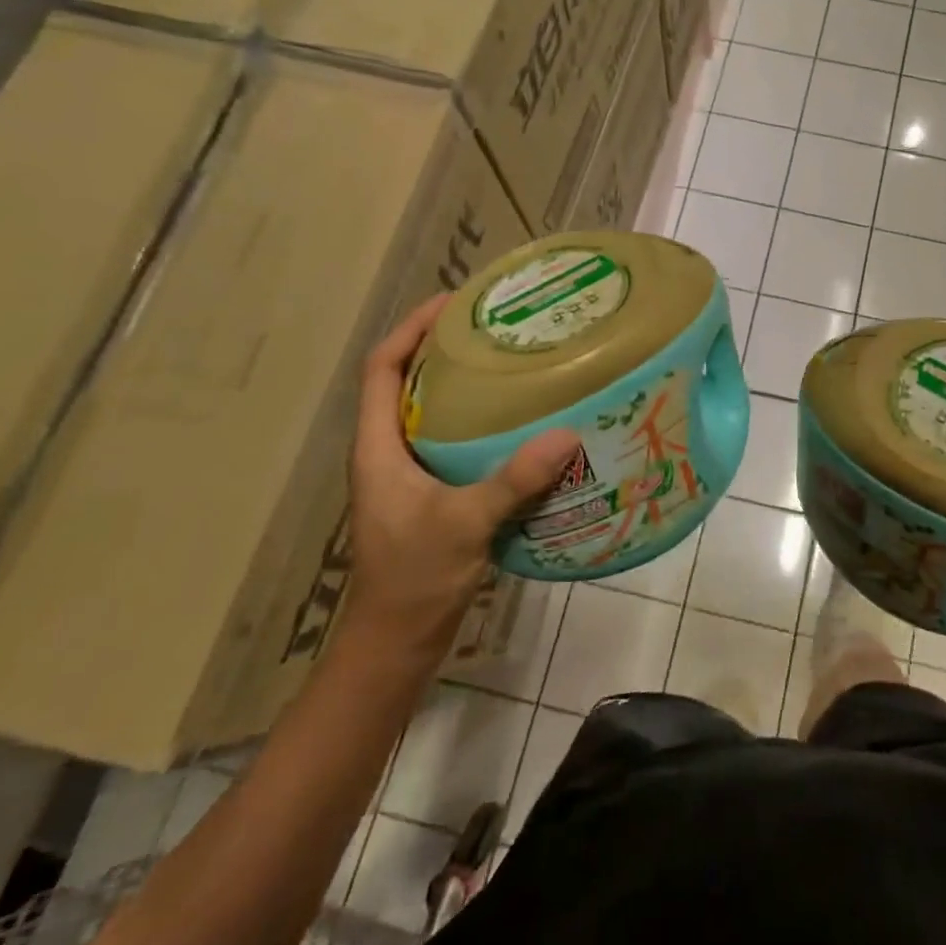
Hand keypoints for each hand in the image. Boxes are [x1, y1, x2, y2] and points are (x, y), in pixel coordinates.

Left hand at [344, 296, 579, 663]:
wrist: (397, 642)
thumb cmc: (413, 578)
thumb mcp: (464, 523)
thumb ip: (514, 480)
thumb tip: (567, 435)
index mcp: (378, 447)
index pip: (380, 369)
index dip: (410, 329)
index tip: (452, 302)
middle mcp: (388, 452)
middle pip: (407, 382)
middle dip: (443, 348)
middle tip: (495, 326)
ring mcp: (409, 475)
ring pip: (432, 412)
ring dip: (463, 384)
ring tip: (511, 363)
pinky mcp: (431, 494)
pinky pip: (454, 441)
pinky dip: (481, 423)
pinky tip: (521, 424)